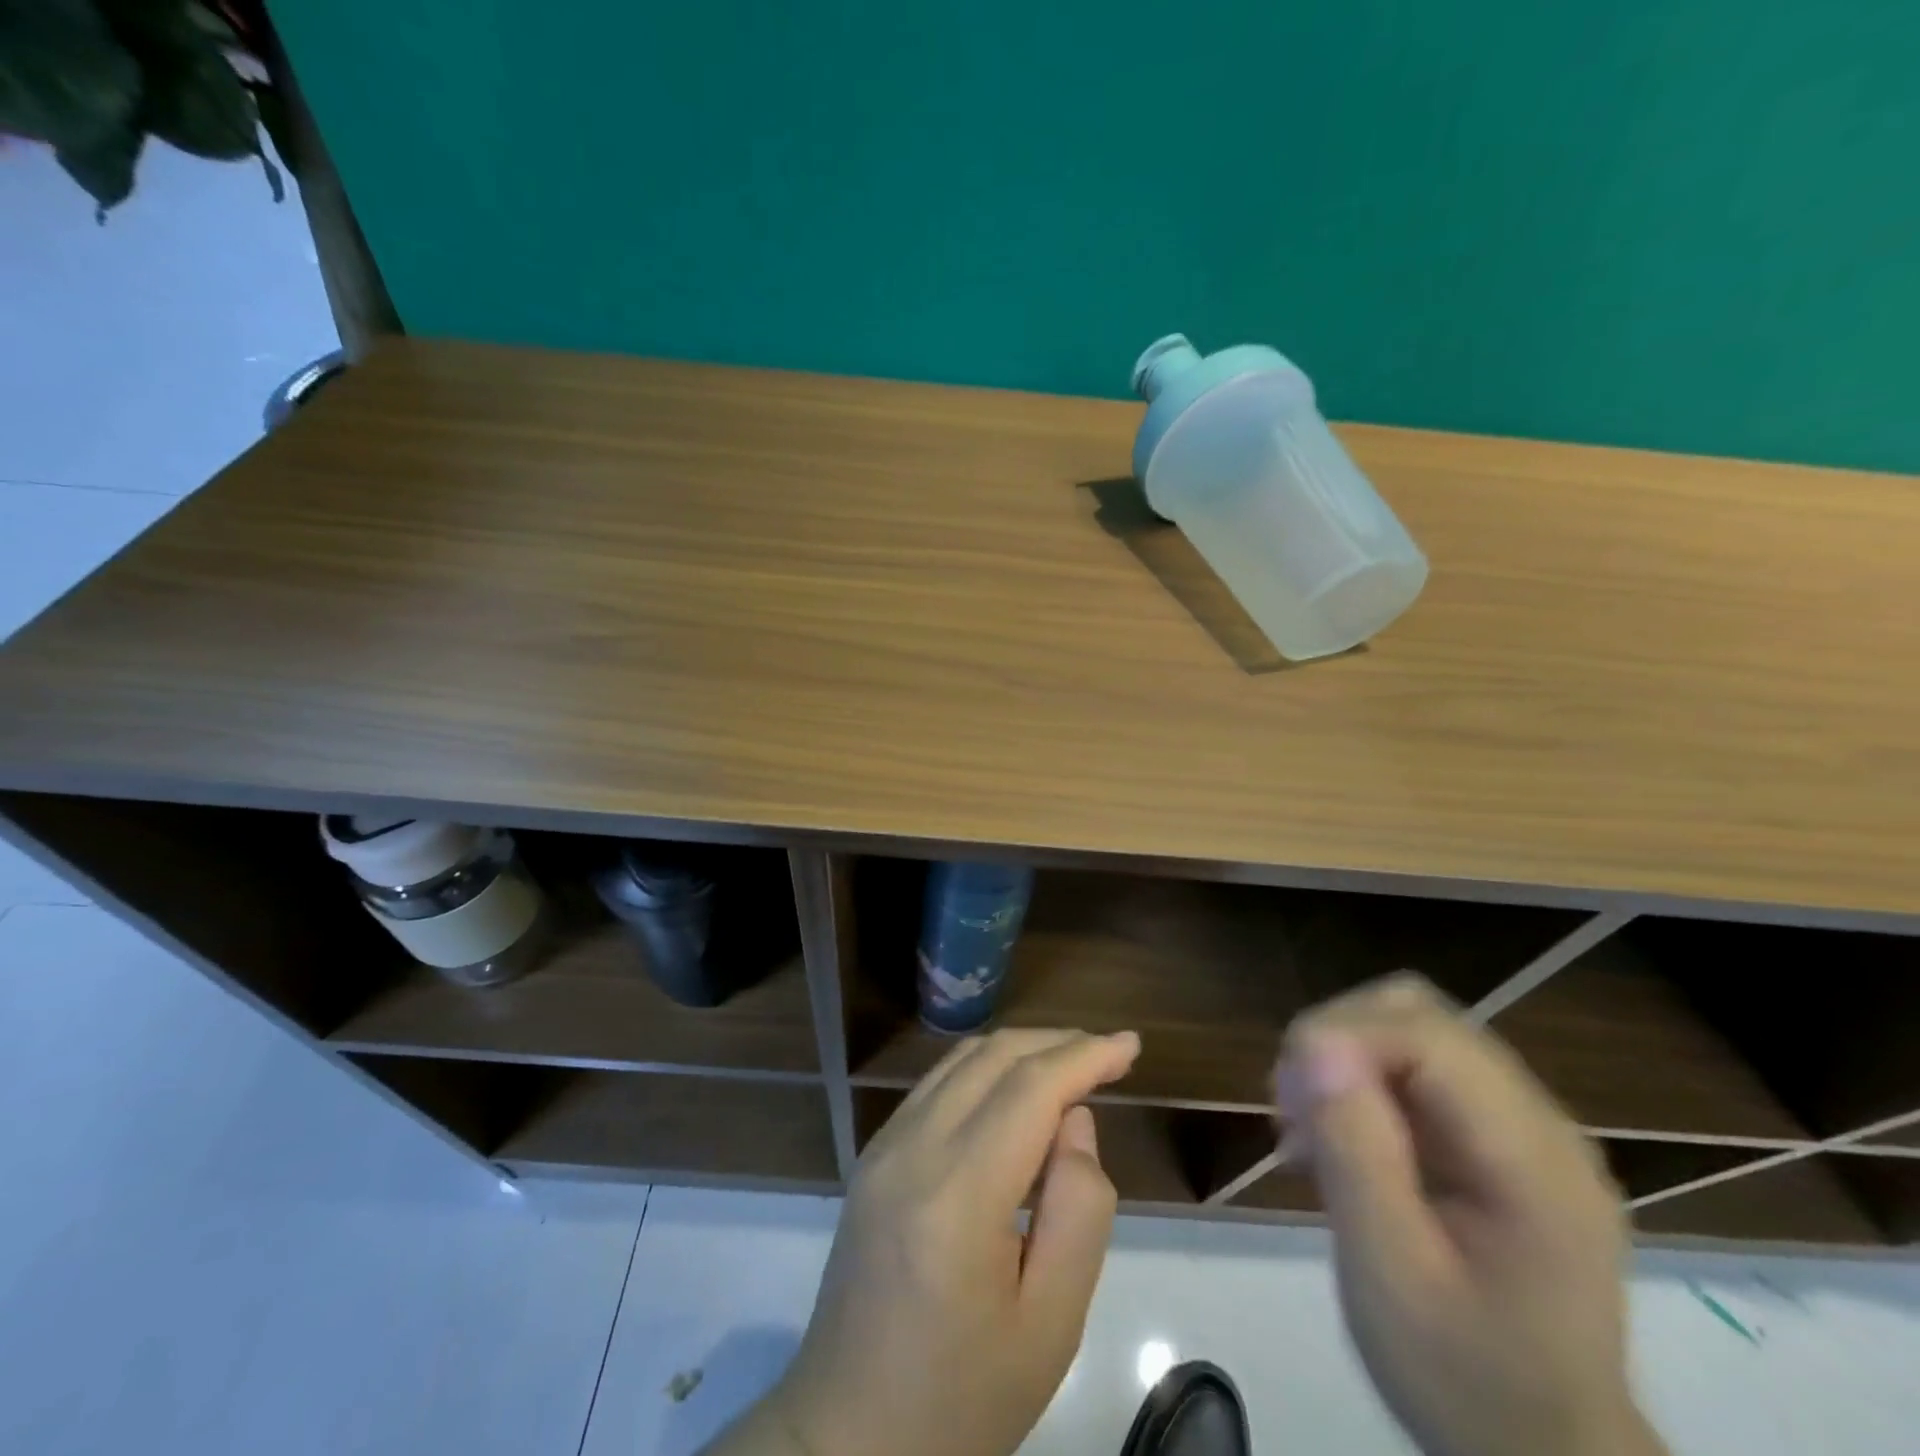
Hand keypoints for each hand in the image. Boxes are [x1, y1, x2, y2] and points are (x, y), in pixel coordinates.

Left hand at [717, 1028, 1139, 1455]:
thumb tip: (1075, 1120)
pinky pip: (938, 1084)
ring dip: (1021, 1050)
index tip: (1130, 1045)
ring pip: (962, 1060)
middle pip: (994, 1057)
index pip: (1030, 1088)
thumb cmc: (962, 1397)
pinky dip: (986, 1069)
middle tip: (1108, 1055)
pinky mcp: (873, 1153)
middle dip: (1057, 1043)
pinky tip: (1016, 1093)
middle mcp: (912, 1148)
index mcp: (956, 1195)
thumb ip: (1079, 1212)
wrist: (849, 1434)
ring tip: (1072, 1067)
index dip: (1085, 1055)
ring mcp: (884, 1145)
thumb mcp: (1051, 1326)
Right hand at [1274, 976, 1666, 1455]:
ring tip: (1305, 1126)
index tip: (1284, 1091)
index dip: (1342, 1036)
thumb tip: (1313, 1046)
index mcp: (1533, 1162)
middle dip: (1336, 1040)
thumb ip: (1357, 1154)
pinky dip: (1360, 1082)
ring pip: (1411, 1029)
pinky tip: (1335, 1138)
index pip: (1429, 1036)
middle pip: (1419, 1015)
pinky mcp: (1495, 1138)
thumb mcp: (1391, 1278)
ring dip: (1343, 1057)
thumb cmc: (1463, 1380)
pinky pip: (1415, 1069)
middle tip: (1290, 1110)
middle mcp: (1540, 1123)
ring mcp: (1522, 1127)